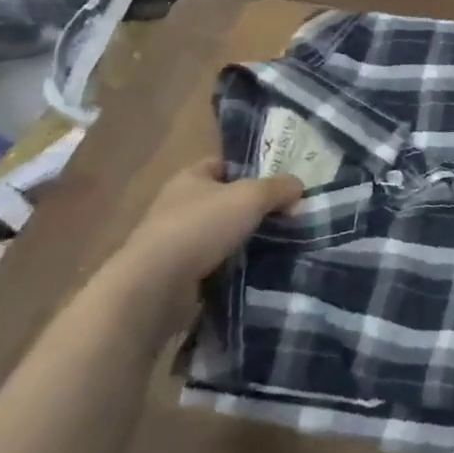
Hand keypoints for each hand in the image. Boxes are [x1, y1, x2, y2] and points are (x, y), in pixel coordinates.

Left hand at [111, 159, 302, 302]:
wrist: (154, 288)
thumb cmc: (201, 227)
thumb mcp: (252, 197)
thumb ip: (279, 188)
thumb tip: (299, 188)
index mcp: (189, 179)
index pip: (222, 165)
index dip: (249, 169)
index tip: (277, 183)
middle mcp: (177, 206)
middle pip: (223, 200)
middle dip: (252, 208)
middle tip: (287, 214)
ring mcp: (174, 243)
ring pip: (220, 234)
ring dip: (244, 240)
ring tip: (279, 244)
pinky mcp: (175, 275)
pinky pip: (214, 264)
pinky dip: (233, 267)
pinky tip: (257, 270)